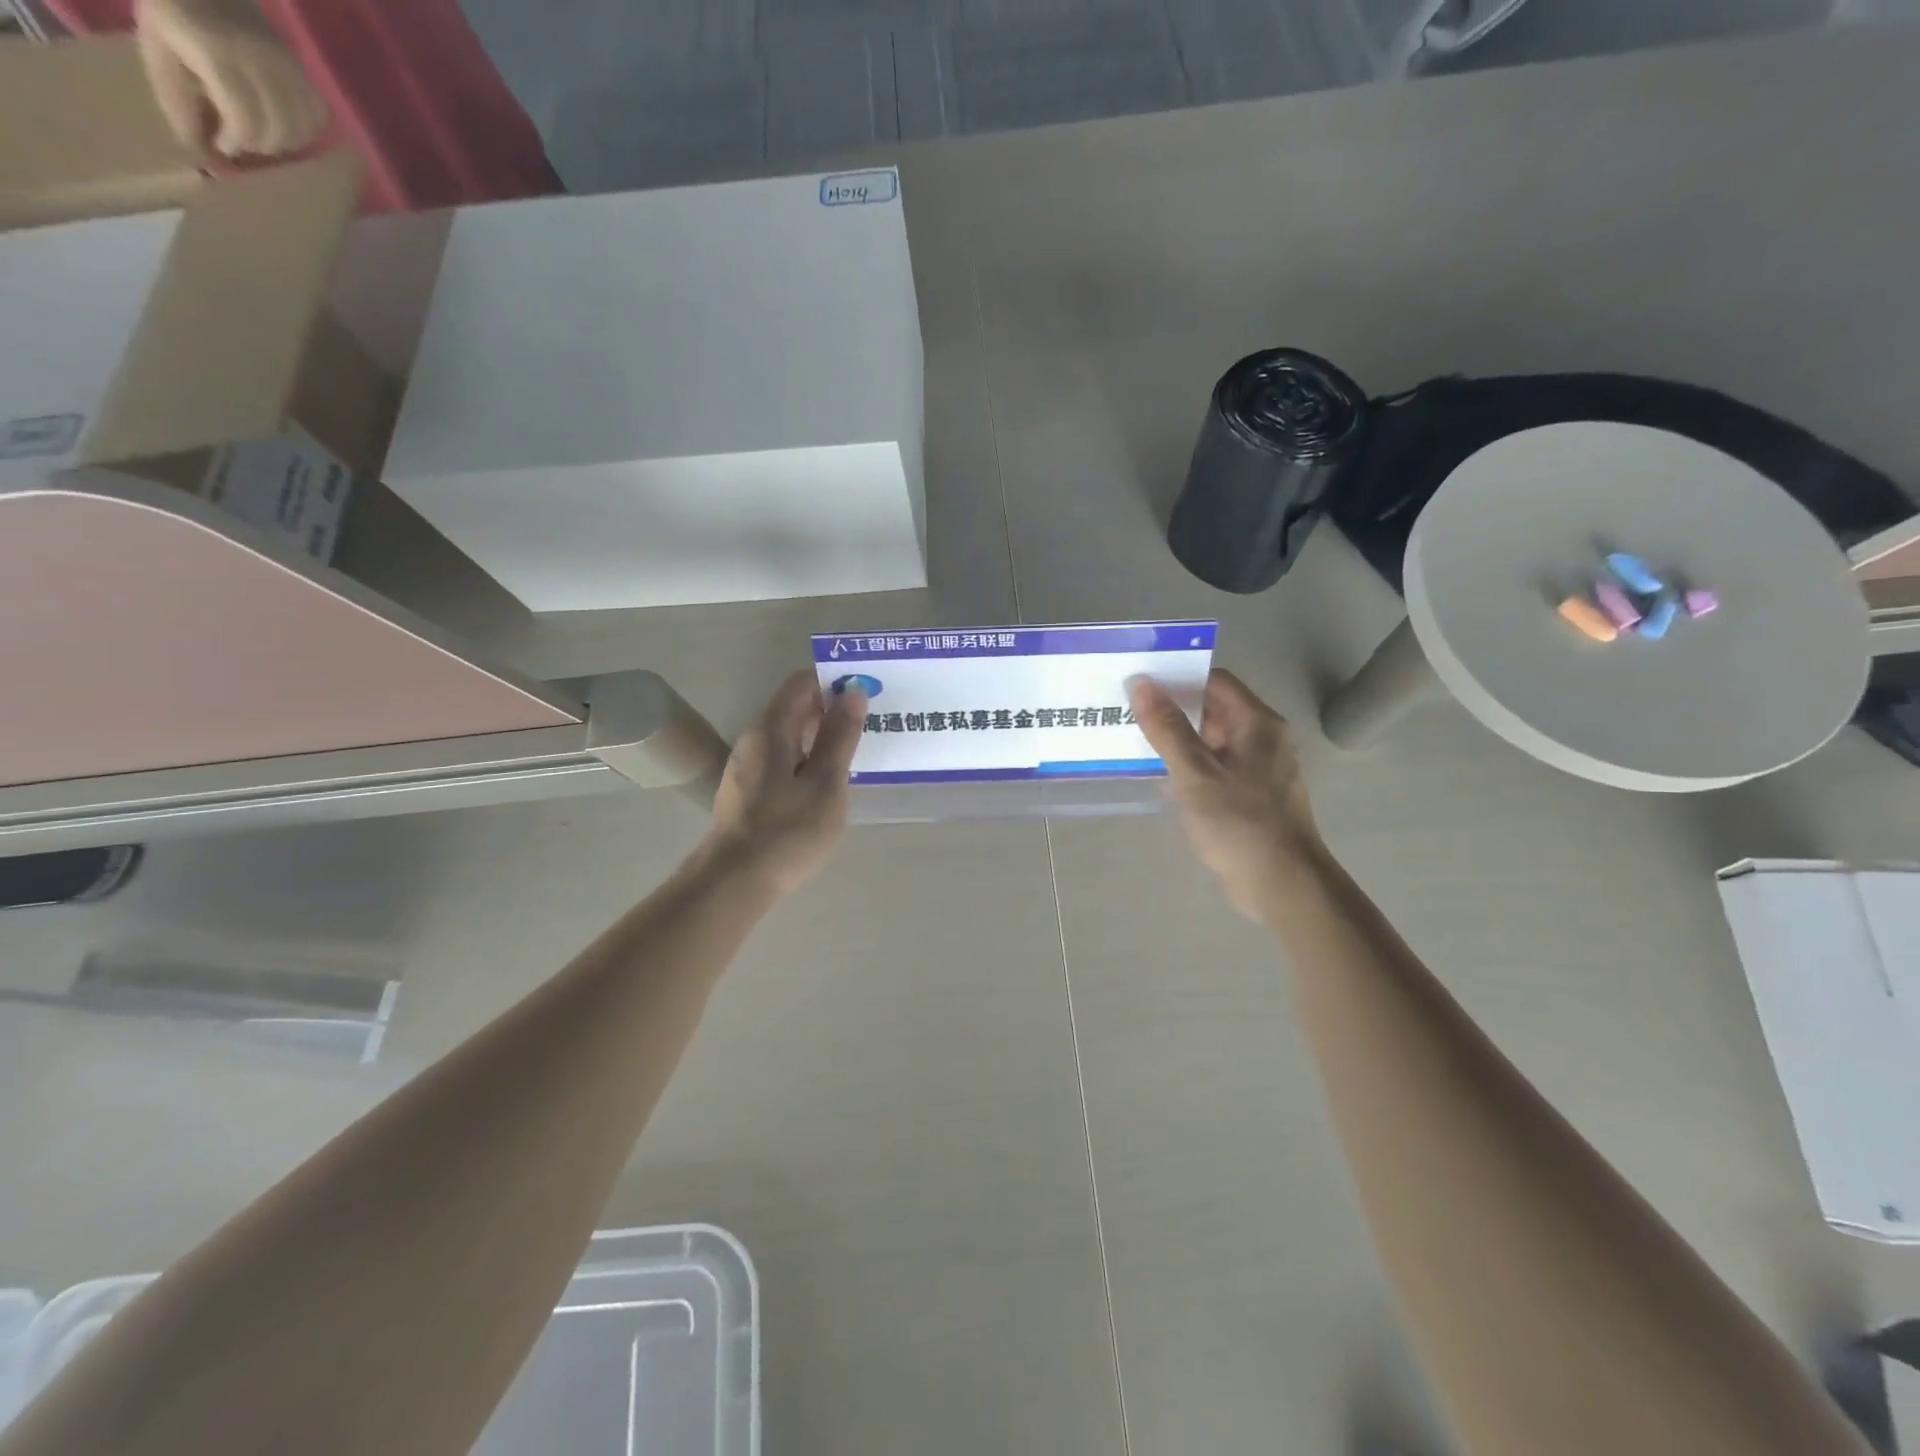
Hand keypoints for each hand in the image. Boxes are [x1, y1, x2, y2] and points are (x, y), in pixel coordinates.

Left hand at [135, 0, 327, 157]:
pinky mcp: (303, 68)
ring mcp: (287, 63)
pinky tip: (287, 126)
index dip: (237, 139)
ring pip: (304, 127)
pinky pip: (318, 114)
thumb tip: (199, 149)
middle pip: (279, 127)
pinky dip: (307, 129)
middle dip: (261, 143)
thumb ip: (177, 102)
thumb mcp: (159, 54)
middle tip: (242, 141)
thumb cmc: (170, 15)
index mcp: (217, 53)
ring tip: (264, 134)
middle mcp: (260, 60)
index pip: (243, 115)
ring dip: (286, 141)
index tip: (223, 145)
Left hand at [704, 670, 864, 896]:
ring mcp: (748, 766)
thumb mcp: (826, 782)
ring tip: (858, 751)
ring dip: (822, 736)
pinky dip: (809, 758)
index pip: (802, 682)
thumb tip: (853, 692)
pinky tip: (829, 781)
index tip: (868, 692)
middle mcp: (755, 738)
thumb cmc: (788, 830)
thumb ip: (840, 736)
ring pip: (790, 735)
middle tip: (873, 722)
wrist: (735, 882)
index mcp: (771, 728)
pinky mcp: (749, 790)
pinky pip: (784, 759)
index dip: (835, 680)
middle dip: (832, 708)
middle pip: (795, 707)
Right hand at [1129, 669, 1324, 919]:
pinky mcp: (1253, 796)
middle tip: (1129, 714)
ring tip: (1136, 744)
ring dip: (1179, 743)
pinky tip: (1160, 780)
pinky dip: (1191, 769)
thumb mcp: (1195, 773)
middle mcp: (1264, 739)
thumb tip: (1141, 684)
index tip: (1140, 686)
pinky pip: (1217, 769)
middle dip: (1173, 712)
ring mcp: (1261, 769)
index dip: (1178, 680)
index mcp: (1258, 723)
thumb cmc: (1240, 822)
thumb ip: (1167, 728)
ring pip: (1213, 742)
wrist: (1283, 884)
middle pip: (1214, 710)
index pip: (1215, 682)